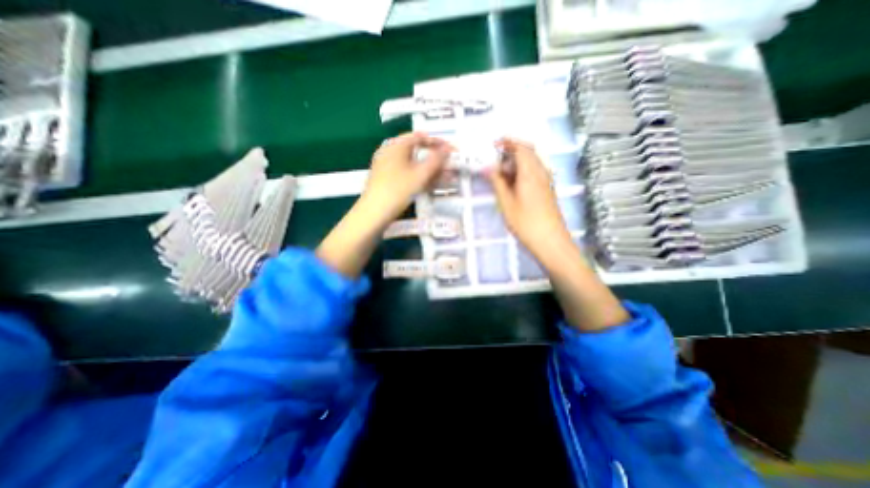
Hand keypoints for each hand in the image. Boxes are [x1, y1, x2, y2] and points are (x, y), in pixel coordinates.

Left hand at [316, 133, 452, 278]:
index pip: (420, 136)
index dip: (438, 142)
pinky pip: (407, 173)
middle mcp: (390, 152)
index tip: (451, 150)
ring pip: (412, 164)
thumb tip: (448, 148)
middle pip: (417, 150)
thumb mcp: (420, 174)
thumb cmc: (398, 190)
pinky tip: (430, 185)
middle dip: (435, 158)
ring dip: (429, 170)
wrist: (374, 213)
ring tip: (444, 178)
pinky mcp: (387, 180)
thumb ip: (436, 160)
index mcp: (396, 145)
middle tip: (448, 165)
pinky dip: (419, 177)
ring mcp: (387, 166)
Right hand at [487, 138, 575, 258]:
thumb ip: (497, 182)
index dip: (508, 142)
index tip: (494, 143)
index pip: (521, 147)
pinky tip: (513, 182)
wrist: (550, 240)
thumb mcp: (506, 202)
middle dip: (512, 150)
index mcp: (530, 172)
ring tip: (501, 171)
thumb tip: (488, 167)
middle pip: (529, 152)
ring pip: (532, 162)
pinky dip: (523, 170)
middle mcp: (541, 172)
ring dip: (517, 161)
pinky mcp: (547, 190)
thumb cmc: (525, 222)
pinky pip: (535, 172)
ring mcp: (546, 181)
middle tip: (495, 158)